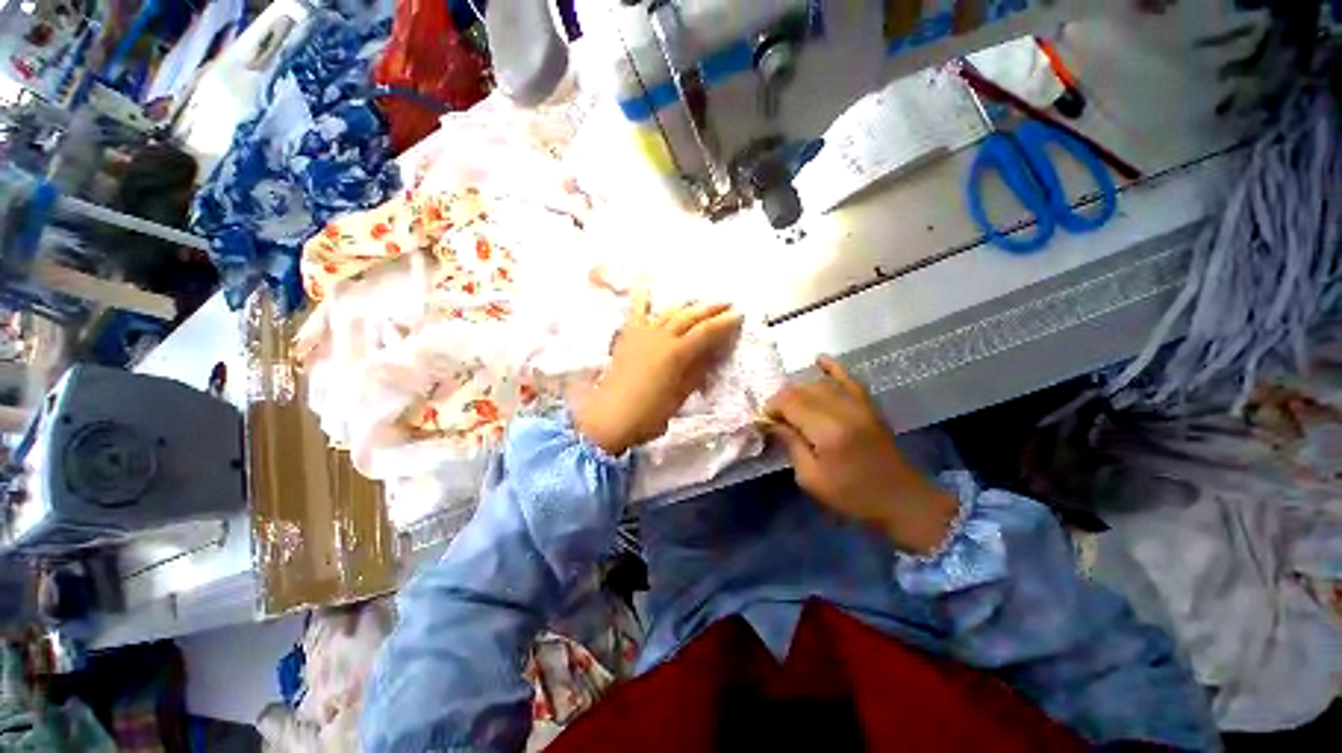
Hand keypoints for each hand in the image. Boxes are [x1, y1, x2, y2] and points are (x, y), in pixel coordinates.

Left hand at [573, 289, 742, 454]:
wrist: (609, 417)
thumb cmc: (648, 414)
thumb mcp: (679, 396)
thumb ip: (696, 373)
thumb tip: (711, 355)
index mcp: (676, 353)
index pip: (706, 332)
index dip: (725, 323)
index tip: (739, 315)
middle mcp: (661, 336)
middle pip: (689, 316)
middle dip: (710, 309)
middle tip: (727, 304)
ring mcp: (642, 333)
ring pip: (669, 312)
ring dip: (687, 305)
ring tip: (700, 302)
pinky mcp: (628, 336)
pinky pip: (636, 311)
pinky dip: (642, 297)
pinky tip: (646, 284)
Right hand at [764, 357, 956, 553]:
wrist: (902, 500)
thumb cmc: (853, 497)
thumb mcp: (811, 479)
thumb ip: (791, 444)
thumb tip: (772, 422)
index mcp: (827, 431)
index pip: (789, 402)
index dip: (771, 408)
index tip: (765, 422)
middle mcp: (843, 410)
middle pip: (801, 390)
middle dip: (782, 400)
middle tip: (776, 418)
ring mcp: (859, 404)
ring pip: (819, 383)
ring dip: (799, 391)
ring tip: (791, 407)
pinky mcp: (869, 404)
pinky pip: (847, 378)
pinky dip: (832, 367)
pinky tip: (819, 359)